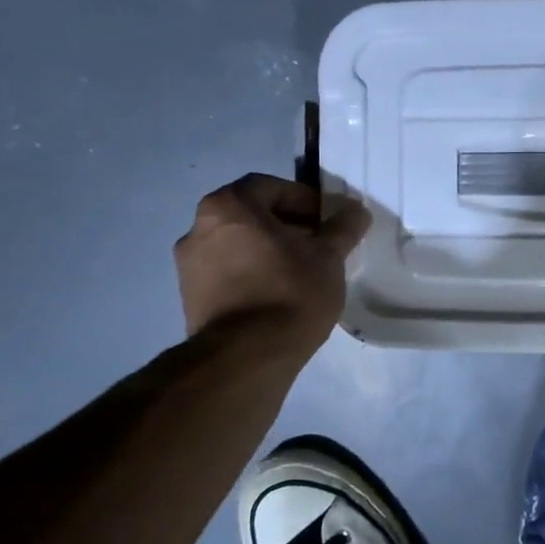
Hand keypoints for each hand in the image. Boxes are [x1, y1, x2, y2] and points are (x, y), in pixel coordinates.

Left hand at [174, 174, 370, 347]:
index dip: (303, 199)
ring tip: (301, 271)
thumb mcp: (328, 256)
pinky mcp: (190, 299)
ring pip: (237, 244)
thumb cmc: (290, 292)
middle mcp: (198, 228)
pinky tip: (278, 294)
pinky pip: (227, 272)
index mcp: (228, 206)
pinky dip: (251, 273)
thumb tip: (356, 210)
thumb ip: (342, 227)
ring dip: (267, 250)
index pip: (269, 187)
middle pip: (250, 215)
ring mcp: (188, 266)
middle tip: (317, 244)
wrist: (247, 357)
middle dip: (286, 225)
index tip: (326, 220)